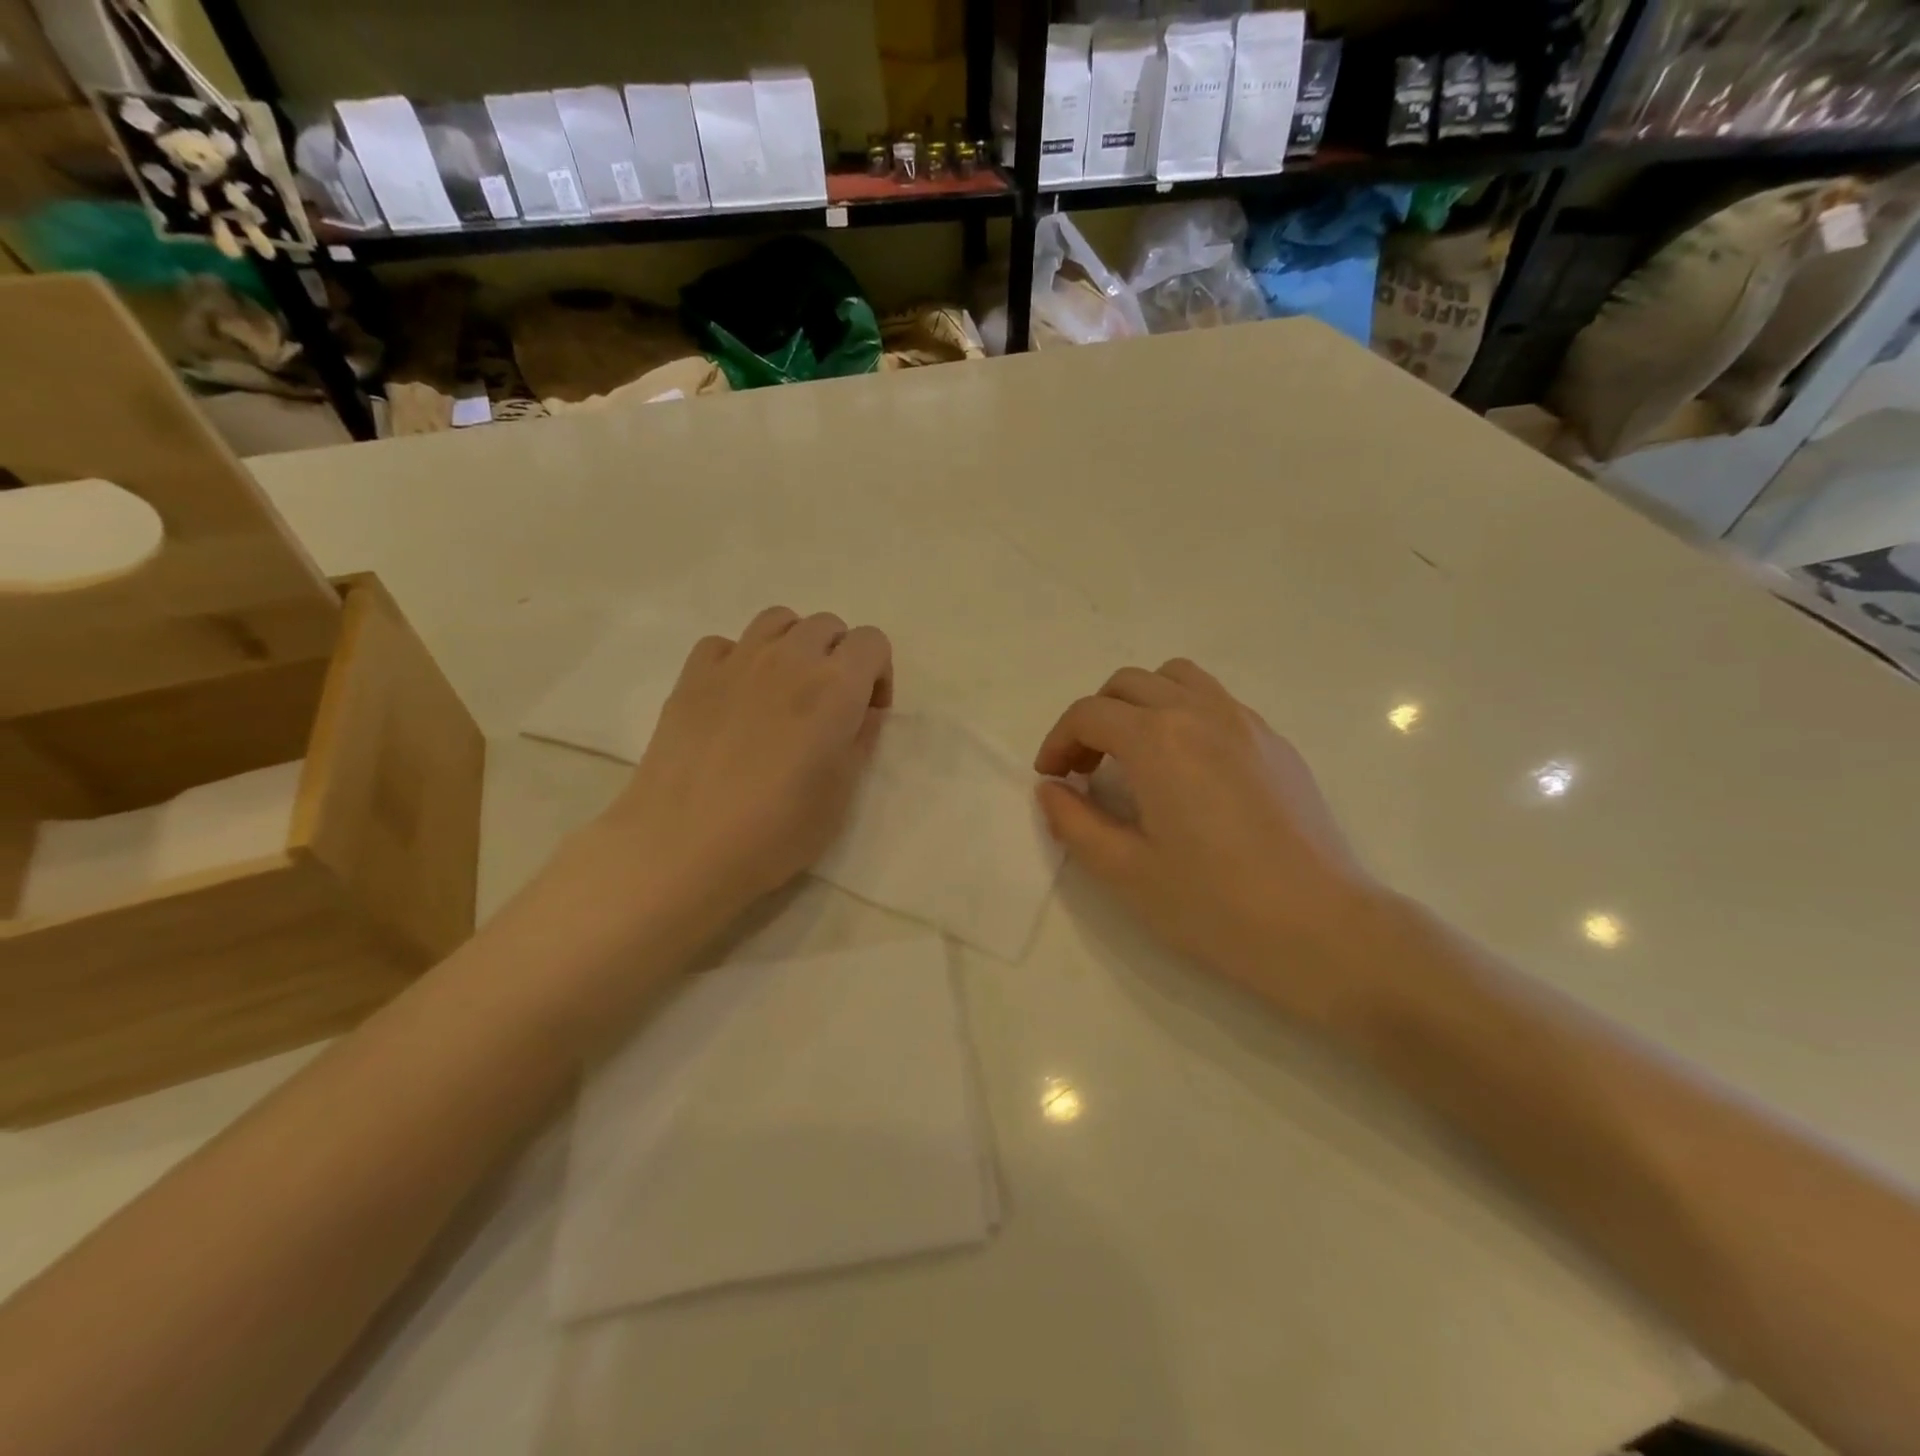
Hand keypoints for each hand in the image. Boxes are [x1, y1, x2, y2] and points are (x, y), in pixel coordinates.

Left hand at [596, 606, 892, 923]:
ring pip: (777, 620)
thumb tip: (862, 711)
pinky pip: (726, 643)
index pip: (872, 641)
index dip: (878, 673)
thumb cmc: (776, 830)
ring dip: (793, 645)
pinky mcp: (692, 675)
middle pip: (827, 625)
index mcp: (836, 687)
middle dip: (838, 656)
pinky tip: (736, 697)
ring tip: (785, 690)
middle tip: (828, 704)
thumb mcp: (841, 794)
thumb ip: (860, 740)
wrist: (683, 846)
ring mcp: (736, 661)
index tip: (866, 713)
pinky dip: (740, 659)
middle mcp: (789, 659)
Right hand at [1034, 659, 1388, 1023]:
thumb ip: (1075, 822)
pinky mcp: (1276, 743)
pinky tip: (1189, 770)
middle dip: (1095, 718)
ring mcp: (1245, 723)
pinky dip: (1184, 715)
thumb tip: (1050, 790)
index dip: (1058, 741)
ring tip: (1136, 754)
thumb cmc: (1214, 904)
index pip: (1089, 714)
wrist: (1322, 928)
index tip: (1052, 778)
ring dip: (1142, 704)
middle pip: (1129, 684)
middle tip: (1086, 768)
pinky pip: (1217, 702)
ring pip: (1178, 679)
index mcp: (1158, 740)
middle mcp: (1200, 713)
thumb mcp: (1126, 871)